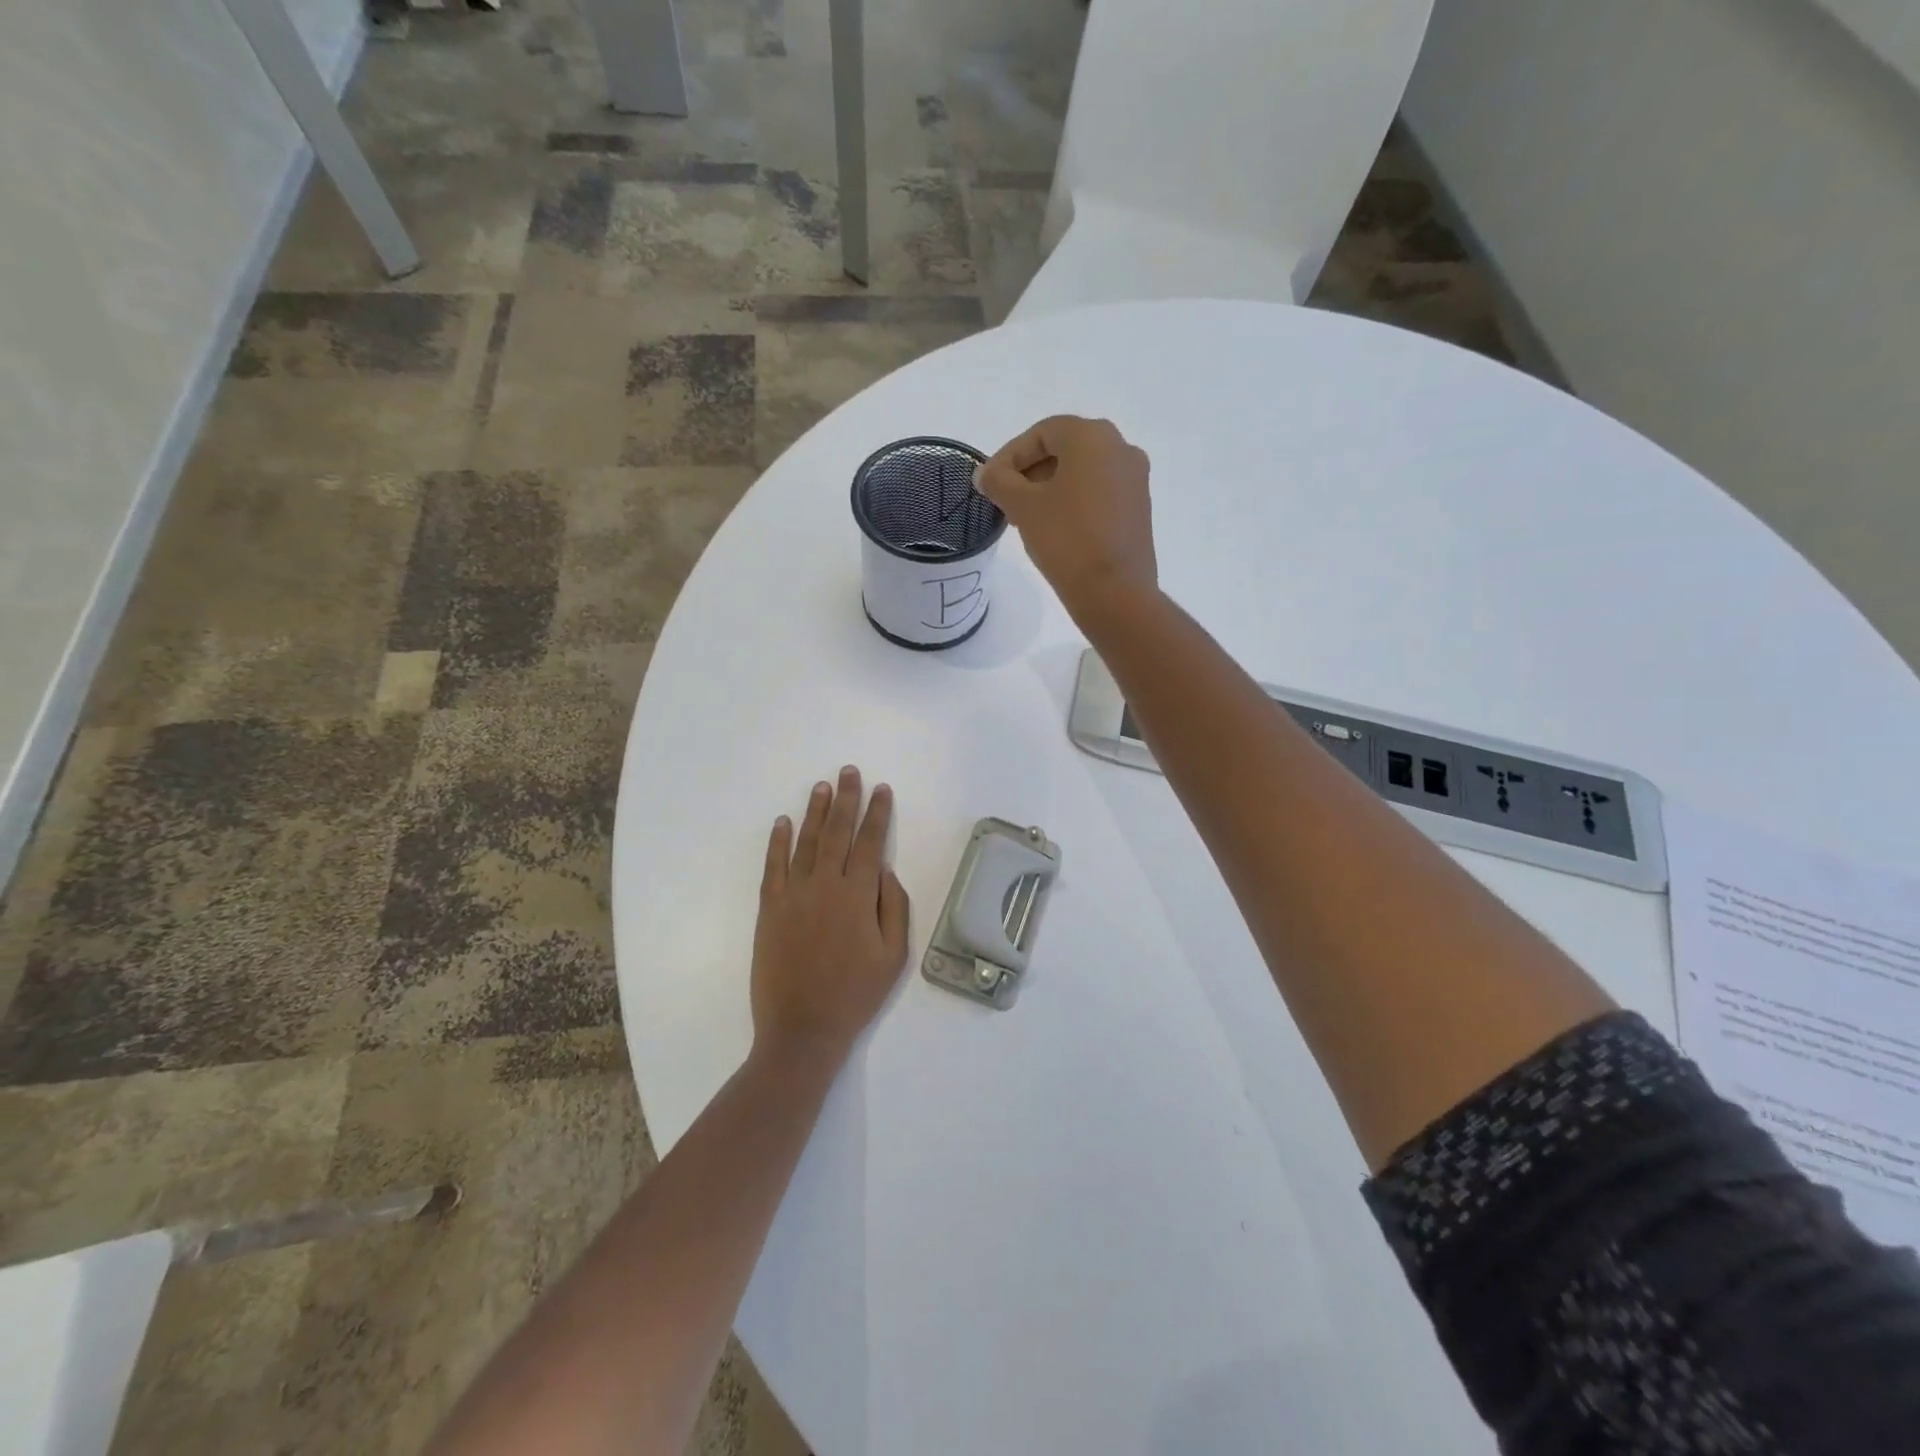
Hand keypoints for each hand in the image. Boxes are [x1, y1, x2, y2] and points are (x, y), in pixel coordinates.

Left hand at [750, 767, 910, 1067]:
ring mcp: (793, 895)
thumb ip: (894, 908)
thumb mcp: (893, 957)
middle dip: (847, 799)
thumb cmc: (855, 995)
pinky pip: (773, 866)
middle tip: (849, 771)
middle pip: (838, 833)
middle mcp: (825, 886)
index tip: (882, 789)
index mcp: (858, 896)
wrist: (801, 1029)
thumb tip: (886, 871)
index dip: (877, 814)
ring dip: (815, 812)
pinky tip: (782, 822)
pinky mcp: (769, 909)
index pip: (871, 843)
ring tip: (823, 787)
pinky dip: (777, 842)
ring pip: (806, 842)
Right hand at [976, 415, 1157, 623]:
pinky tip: (1055, 527)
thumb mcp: (1023, 507)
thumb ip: (999, 482)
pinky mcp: (1139, 508)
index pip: (1042, 433)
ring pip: (1083, 472)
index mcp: (1093, 437)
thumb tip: (986, 474)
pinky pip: (1099, 492)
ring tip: (1026, 516)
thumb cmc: (1066, 539)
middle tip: (1005, 499)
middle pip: (1065, 449)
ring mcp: (1135, 479)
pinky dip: (1074, 501)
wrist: (1114, 592)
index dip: (1010, 455)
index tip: (990, 483)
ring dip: (1050, 487)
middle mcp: (1121, 448)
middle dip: (1030, 471)